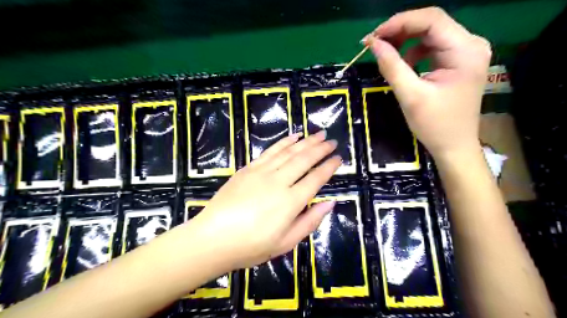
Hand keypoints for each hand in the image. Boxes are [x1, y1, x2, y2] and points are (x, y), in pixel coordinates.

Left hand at [188, 130, 342, 268]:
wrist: (212, 238)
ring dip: (305, 141)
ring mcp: (262, 172)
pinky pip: (270, 151)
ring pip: (289, 152)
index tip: (338, 158)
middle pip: (304, 160)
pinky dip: (283, 142)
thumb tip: (330, 203)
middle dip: (320, 149)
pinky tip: (293, 137)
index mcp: (291, 202)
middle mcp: (279, 182)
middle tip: (332, 141)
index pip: (316, 179)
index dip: (329, 167)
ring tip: (318, 134)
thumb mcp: (286, 243)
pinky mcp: (248, 168)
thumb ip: (310, 221)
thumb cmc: (251, 246)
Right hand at [366, 6, 489, 160]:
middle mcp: (471, 45)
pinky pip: (432, 48)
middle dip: (400, 31)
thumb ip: (392, 66)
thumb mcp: (410, 96)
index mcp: (465, 50)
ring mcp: (466, 53)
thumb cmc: (435, 125)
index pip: (431, 20)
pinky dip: (413, 52)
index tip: (373, 36)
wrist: (454, 146)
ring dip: (405, 41)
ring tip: (386, 54)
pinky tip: (403, 65)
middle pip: (431, 24)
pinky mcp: (458, 62)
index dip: (399, 23)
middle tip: (375, 44)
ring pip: (430, 34)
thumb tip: (373, 44)